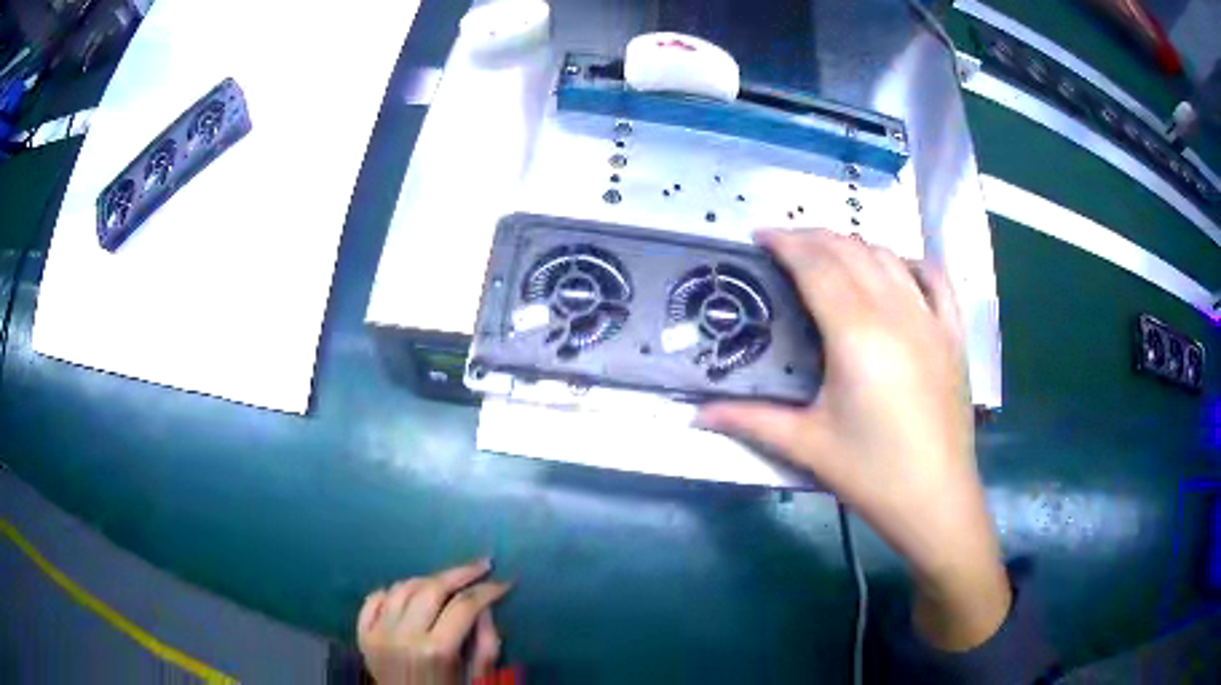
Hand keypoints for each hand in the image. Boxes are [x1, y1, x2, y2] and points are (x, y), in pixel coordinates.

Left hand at [357, 559, 510, 683]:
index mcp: (436, 650)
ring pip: (402, 587)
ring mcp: (378, 633)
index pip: (464, 606)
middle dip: (459, 573)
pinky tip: (409, 595)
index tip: (503, 582)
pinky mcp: (362, 634)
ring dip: (427, 580)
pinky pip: (374, 598)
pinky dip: (392, 591)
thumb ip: (486, 641)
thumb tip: (484, 606)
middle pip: (431, 588)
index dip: (487, 590)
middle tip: (480, 566)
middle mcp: (403, 636)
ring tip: (447, 583)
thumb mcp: (479, 676)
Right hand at [698, 229, 1009, 650]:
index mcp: (856, 334)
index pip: (817, 266)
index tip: (760, 236)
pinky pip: (937, 281)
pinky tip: (898, 267)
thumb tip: (695, 415)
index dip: (786, 243)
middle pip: (851, 251)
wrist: (935, 499)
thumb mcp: (806, 445)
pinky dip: (913, 263)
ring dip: (855, 245)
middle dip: (814, 237)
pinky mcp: (953, 335)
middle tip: (785, 244)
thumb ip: (749, 419)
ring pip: (889, 258)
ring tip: (829, 254)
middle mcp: (895, 313)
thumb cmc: (871, 473)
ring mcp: (930, 320)